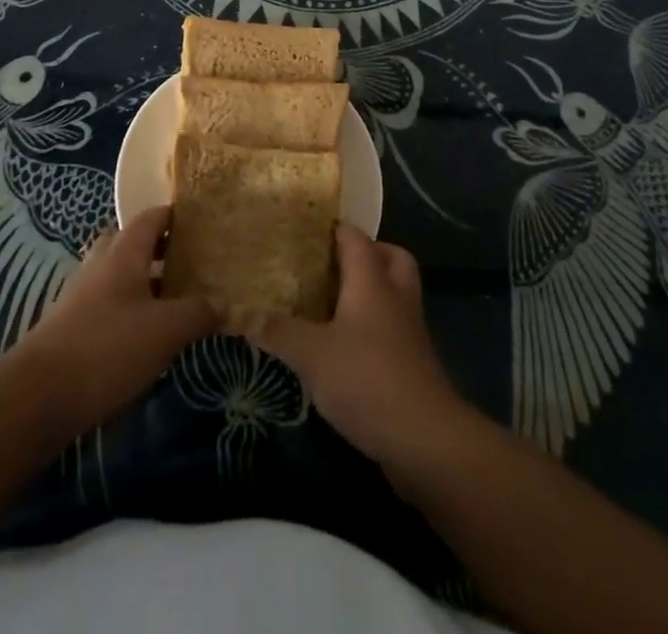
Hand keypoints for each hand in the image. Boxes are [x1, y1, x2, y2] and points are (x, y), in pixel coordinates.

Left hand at [13, 205, 217, 435]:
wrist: (38, 396)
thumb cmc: (107, 348)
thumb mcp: (165, 330)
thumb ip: (198, 312)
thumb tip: (224, 304)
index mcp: (124, 251)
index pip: (153, 216)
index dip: (178, 216)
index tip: (205, 226)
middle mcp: (101, 263)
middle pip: (134, 242)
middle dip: (162, 249)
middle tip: (194, 264)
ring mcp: (83, 293)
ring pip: (121, 274)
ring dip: (147, 281)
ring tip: (178, 301)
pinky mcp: (73, 324)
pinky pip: (110, 303)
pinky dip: (131, 308)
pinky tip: (149, 336)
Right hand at [246, 225, 472, 469]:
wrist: (426, 440)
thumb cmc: (367, 379)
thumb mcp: (311, 355)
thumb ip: (277, 332)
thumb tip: (241, 315)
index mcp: (372, 281)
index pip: (355, 237)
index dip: (333, 228)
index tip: (305, 228)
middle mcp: (395, 296)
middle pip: (390, 257)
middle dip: (365, 253)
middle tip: (331, 263)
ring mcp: (409, 330)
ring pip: (394, 292)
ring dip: (370, 291)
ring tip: (332, 303)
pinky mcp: (413, 363)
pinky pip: (393, 326)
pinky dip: (373, 326)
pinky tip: (344, 346)